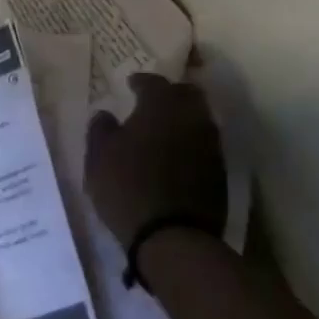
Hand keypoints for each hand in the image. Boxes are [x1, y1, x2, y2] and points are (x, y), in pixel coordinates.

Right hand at [85, 72, 226, 250]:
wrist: (174, 237)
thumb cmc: (128, 188)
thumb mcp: (98, 157)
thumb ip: (100, 129)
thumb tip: (105, 114)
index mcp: (161, 105)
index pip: (153, 81)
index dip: (140, 81)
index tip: (131, 84)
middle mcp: (191, 116)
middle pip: (186, 93)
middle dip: (170, 93)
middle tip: (153, 101)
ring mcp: (211, 144)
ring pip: (199, 118)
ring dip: (183, 118)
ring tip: (164, 129)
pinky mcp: (220, 171)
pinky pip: (205, 144)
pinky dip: (191, 142)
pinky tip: (177, 155)